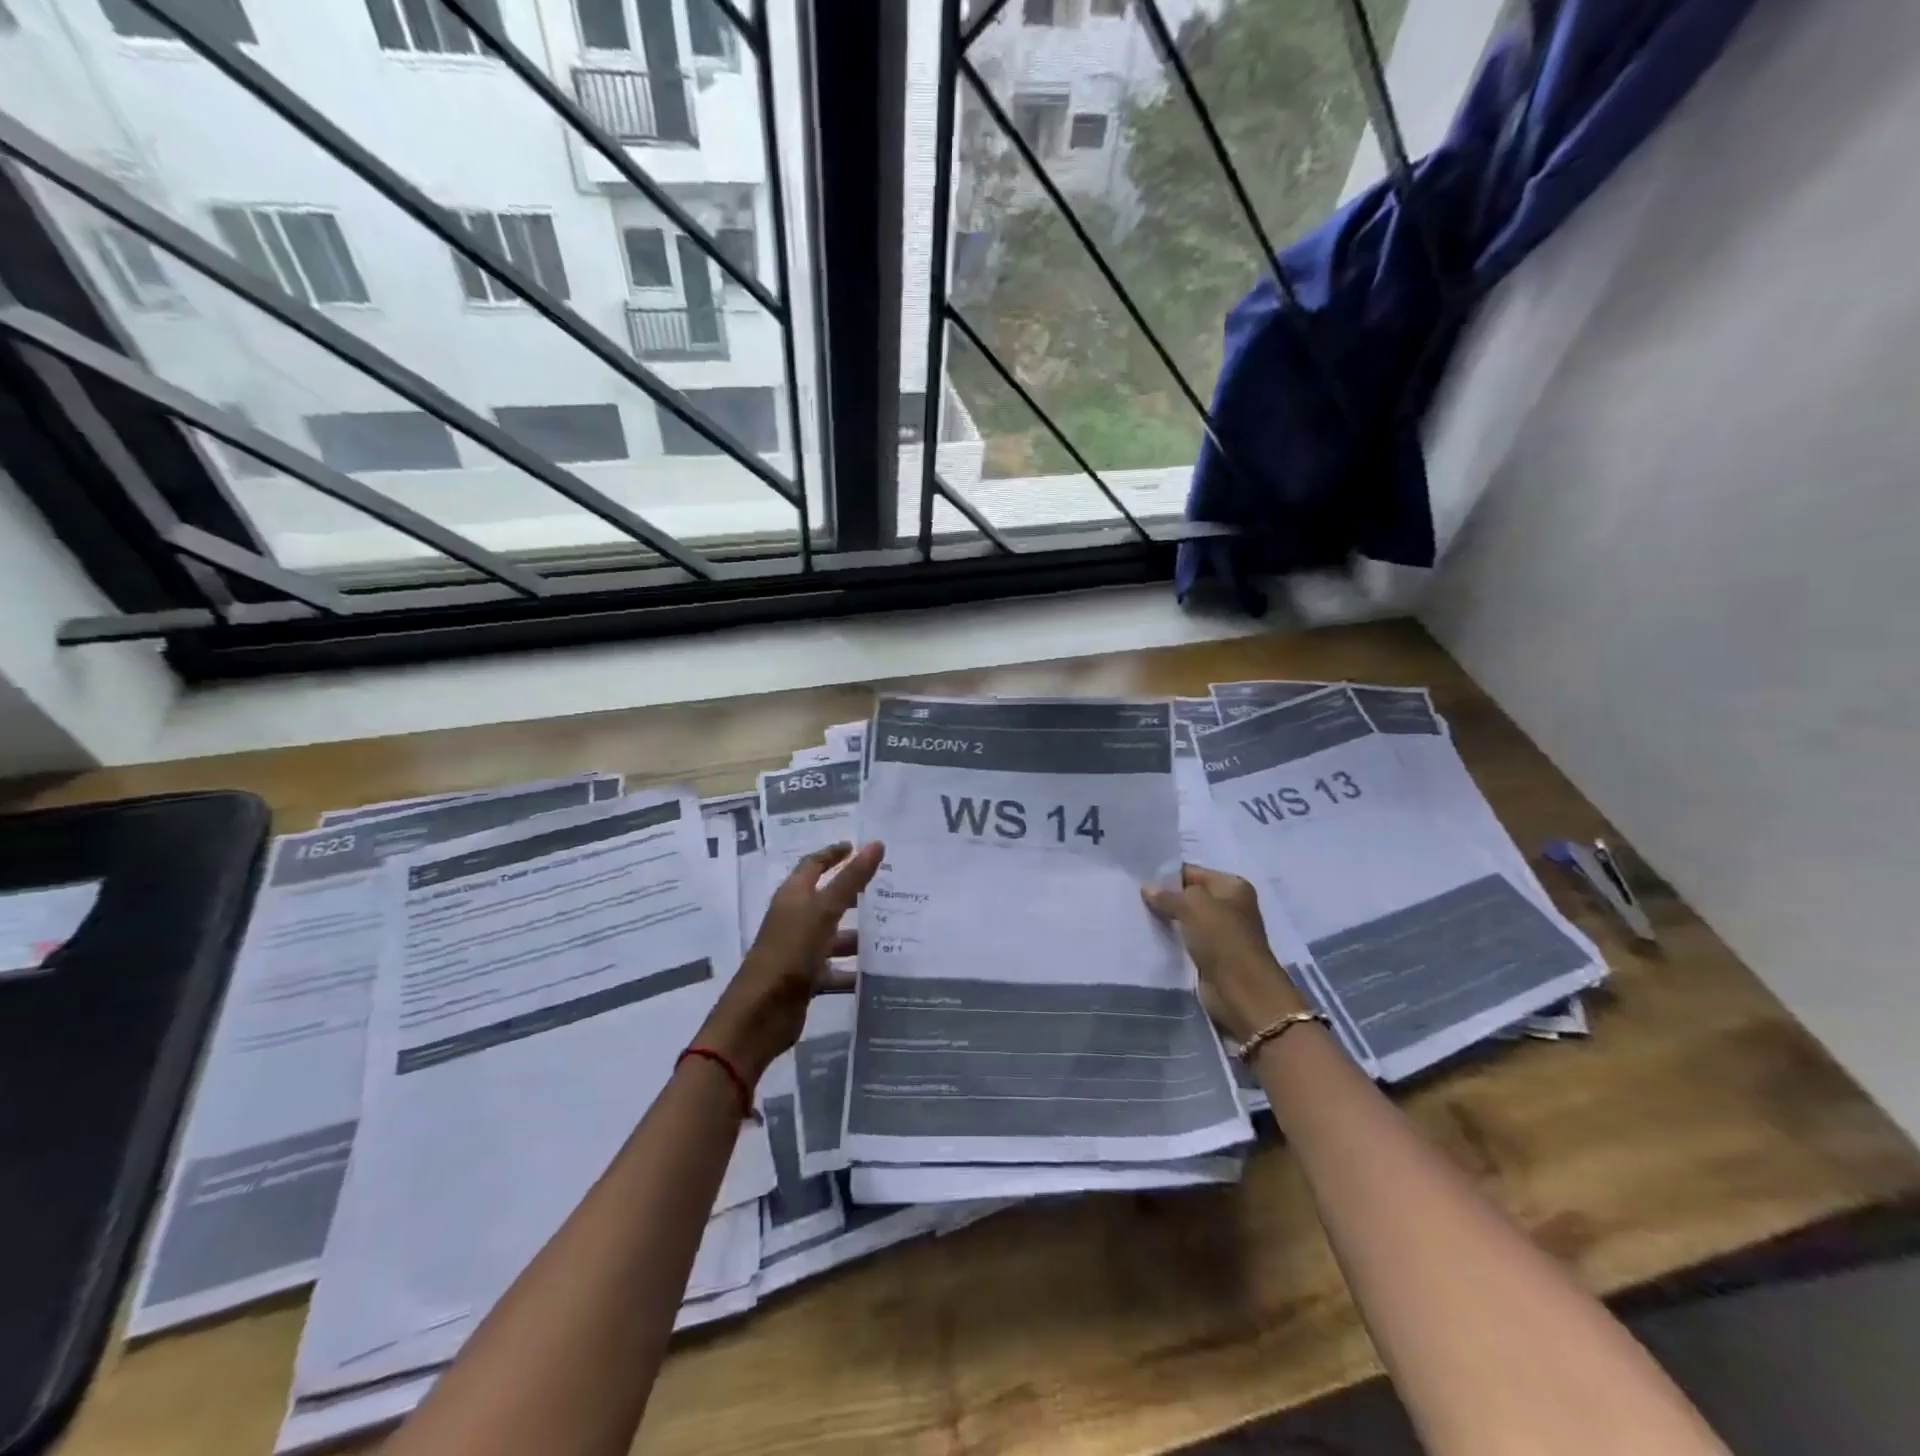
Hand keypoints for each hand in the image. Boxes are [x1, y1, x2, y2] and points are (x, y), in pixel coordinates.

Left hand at [696, 840, 882, 1082]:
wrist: (760, 1014)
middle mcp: (795, 919)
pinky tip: (879, 973)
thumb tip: (876, 843)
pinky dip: (854, 971)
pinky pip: (835, 969)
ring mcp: (800, 950)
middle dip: (854, 895)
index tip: (860, 847)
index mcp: (793, 896)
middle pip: (827, 900)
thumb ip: (851, 879)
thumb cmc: (790, 951)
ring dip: (859, 936)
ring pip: (834, 936)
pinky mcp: (806, 979)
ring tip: (894, 933)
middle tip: (888, 890)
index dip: (835, 854)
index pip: (814, 865)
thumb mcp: (824, 911)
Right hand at [1142, 863, 1308, 1042]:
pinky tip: (1149, 937)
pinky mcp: (1211, 956)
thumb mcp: (1194, 906)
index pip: (1192, 872)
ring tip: (1137, 916)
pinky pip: (1185, 941)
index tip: (1138, 880)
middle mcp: (1229, 907)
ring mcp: (1221, 933)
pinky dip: (1171, 940)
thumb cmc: (1223, 940)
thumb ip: (1168, 895)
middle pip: (1189, 896)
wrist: (1242, 992)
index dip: (1166, 876)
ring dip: (1166, 920)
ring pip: (1185, 920)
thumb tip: (1147, 887)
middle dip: (1165, 898)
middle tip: (1133, 899)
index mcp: (1232, 887)